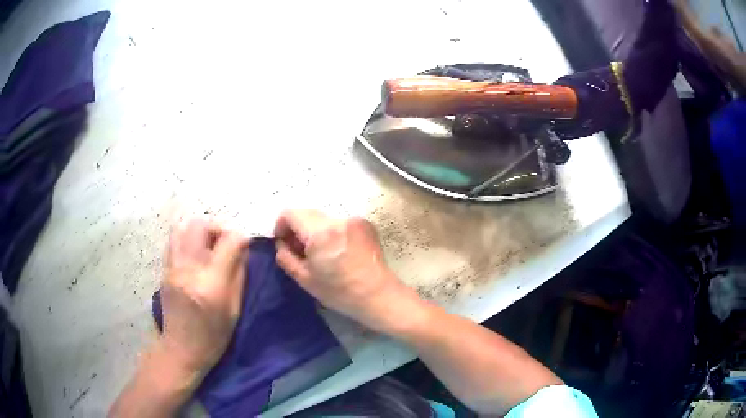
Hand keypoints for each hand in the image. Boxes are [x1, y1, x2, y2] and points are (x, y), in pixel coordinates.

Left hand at [159, 219, 248, 375]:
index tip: (245, 245)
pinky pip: (174, 241)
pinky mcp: (164, 270)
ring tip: (208, 245)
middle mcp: (188, 270)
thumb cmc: (213, 337)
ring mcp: (172, 268)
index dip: (240, 238)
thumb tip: (242, 250)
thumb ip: (239, 275)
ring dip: (199, 231)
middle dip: (217, 227)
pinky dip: (186, 239)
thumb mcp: (234, 310)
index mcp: (211, 284)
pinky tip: (194, 254)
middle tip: (225, 242)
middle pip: (200, 225)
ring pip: (182, 228)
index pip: (228, 242)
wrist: (181, 349)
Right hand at [274, 210, 405, 329]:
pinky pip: (339, 223)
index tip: (283, 242)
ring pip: (323, 219)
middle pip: (307, 213)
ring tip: (320, 253)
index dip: (281, 225)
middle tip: (299, 250)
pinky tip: (337, 252)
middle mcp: (338, 219)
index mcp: (321, 232)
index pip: (291, 213)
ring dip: (315, 231)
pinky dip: (332, 232)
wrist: (378, 295)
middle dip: (298, 228)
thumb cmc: (339, 292)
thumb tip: (281, 243)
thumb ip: (286, 257)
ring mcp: (354, 220)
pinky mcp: (366, 224)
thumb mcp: (305, 279)